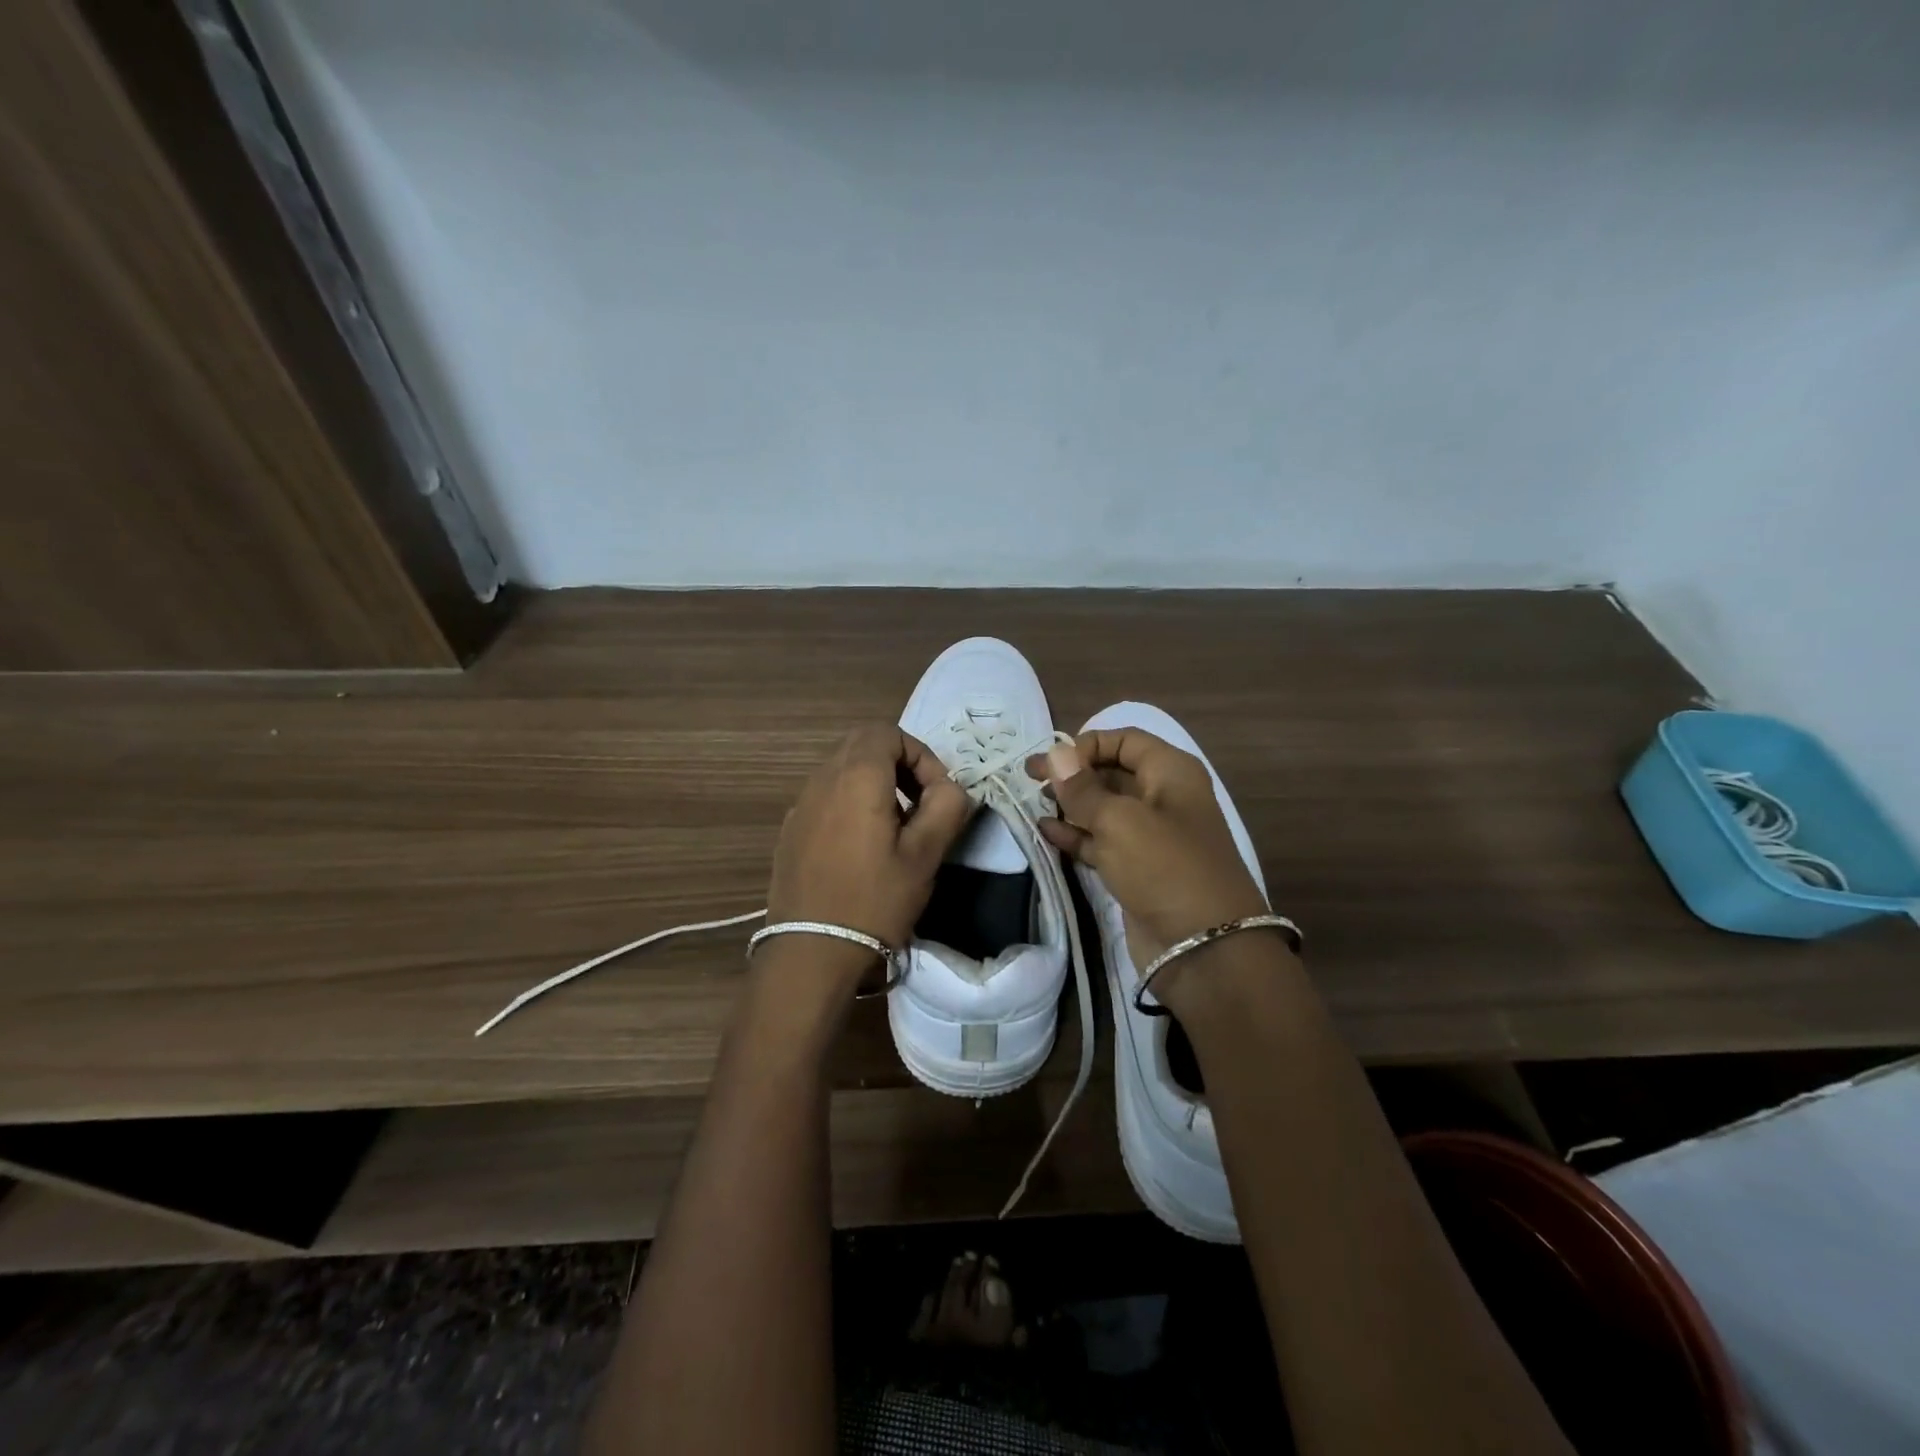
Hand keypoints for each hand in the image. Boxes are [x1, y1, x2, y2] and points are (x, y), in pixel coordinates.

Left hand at [767, 725, 971, 956]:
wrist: (810, 953)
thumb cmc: (874, 900)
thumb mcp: (925, 855)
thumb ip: (946, 807)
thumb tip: (950, 787)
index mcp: (856, 777)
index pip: (887, 733)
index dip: (920, 754)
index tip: (936, 794)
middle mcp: (822, 780)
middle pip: (862, 745)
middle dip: (898, 764)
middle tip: (920, 804)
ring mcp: (800, 805)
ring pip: (842, 770)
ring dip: (874, 784)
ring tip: (895, 829)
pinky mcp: (790, 831)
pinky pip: (825, 797)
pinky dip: (850, 804)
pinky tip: (861, 849)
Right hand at [1028, 730, 1269, 978]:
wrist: (1203, 948)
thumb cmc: (1165, 868)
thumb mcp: (1119, 821)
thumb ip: (1082, 788)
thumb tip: (1055, 754)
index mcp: (1171, 773)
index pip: (1125, 740)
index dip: (1086, 744)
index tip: (1051, 761)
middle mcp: (1163, 798)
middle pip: (1112, 772)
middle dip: (1073, 773)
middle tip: (1029, 778)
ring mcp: (1150, 837)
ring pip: (1104, 809)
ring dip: (1070, 804)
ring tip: (1031, 802)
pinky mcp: (1136, 870)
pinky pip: (1101, 842)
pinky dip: (1075, 835)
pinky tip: (1045, 831)